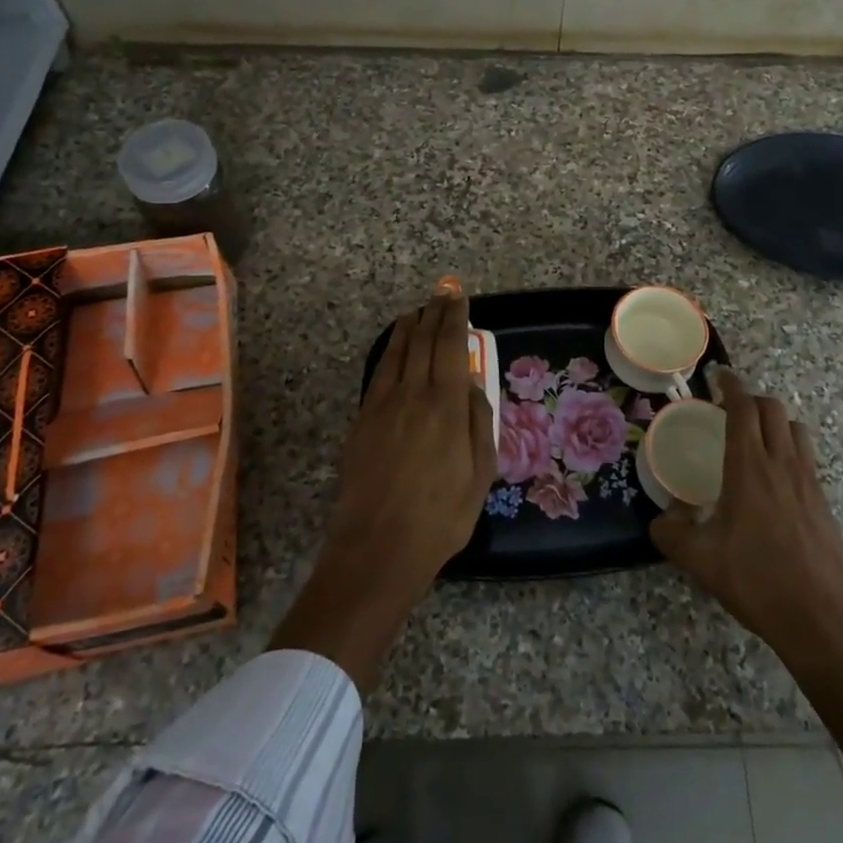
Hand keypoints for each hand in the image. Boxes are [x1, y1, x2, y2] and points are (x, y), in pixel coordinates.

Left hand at [270, 287, 494, 690]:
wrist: (377, 548)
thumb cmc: (440, 517)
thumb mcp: (480, 474)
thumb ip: (480, 423)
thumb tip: (473, 386)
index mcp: (447, 405)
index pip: (451, 346)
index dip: (455, 317)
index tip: (459, 297)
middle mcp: (413, 394)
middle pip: (423, 341)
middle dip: (434, 313)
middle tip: (442, 293)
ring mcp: (382, 406)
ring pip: (397, 352)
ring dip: (409, 327)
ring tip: (417, 310)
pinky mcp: (362, 421)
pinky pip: (379, 374)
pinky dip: (390, 352)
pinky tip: (394, 349)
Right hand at [651, 368, 842, 666]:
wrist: (822, 620)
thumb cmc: (757, 582)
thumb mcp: (700, 561)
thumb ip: (671, 533)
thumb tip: (660, 518)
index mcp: (749, 468)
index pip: (743, 408)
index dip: (731, 386)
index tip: (718, 376)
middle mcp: (782, 464)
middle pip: (772, 409)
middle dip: (750, 399)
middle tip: (729, 408)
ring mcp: (808, 482)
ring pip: (795, 429)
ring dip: (774, 421)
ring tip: (755, 436)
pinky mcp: (824, 502)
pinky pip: (807, 456)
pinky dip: (790, 447)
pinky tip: (775, 477)